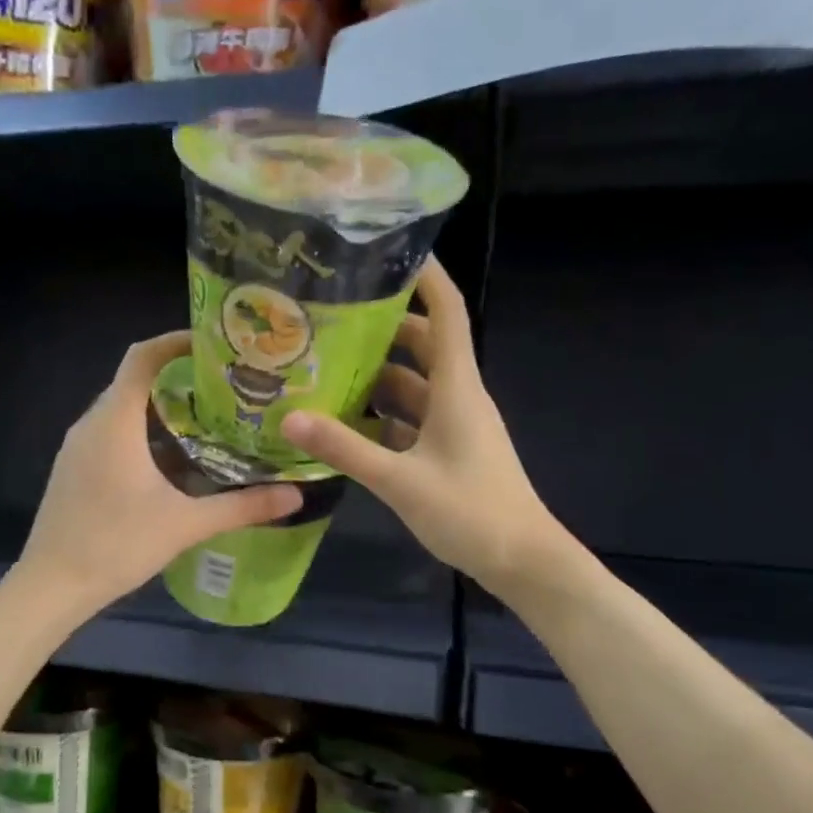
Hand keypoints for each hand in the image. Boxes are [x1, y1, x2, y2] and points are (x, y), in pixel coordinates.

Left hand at [14, 333, 301, 625]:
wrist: (52, 586)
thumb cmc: (116, 546)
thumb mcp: (185, 525)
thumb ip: (241, 507)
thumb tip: (295, 495)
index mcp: (115, 422)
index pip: (142, 357)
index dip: (176, 342)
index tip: (214, 345)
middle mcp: (91, 424)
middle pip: (133, 381)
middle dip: (177, 377)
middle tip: (224, 389)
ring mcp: (76, 448)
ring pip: (121, 409)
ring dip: (158, 407)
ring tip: (205, 420)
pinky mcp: (72, 470)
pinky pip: (109, 433)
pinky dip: (140, 431)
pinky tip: (168, 460)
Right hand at [281, 258, 575, 598]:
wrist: (522, 561)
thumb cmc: (471, 511)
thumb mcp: (400, 480)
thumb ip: (345, 448)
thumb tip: (290, 417)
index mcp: (457, 387)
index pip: (447, 313)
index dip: (425, 278)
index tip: (390, 250)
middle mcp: (458, 397)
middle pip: (424, 346)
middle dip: (385, 328)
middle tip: (334, 319)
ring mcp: (454, 426)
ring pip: (414, 386)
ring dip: (379, 376)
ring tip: (327, 368)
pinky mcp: (447, 453)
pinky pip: (411, 421)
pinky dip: (383, 417)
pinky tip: (346, 424)